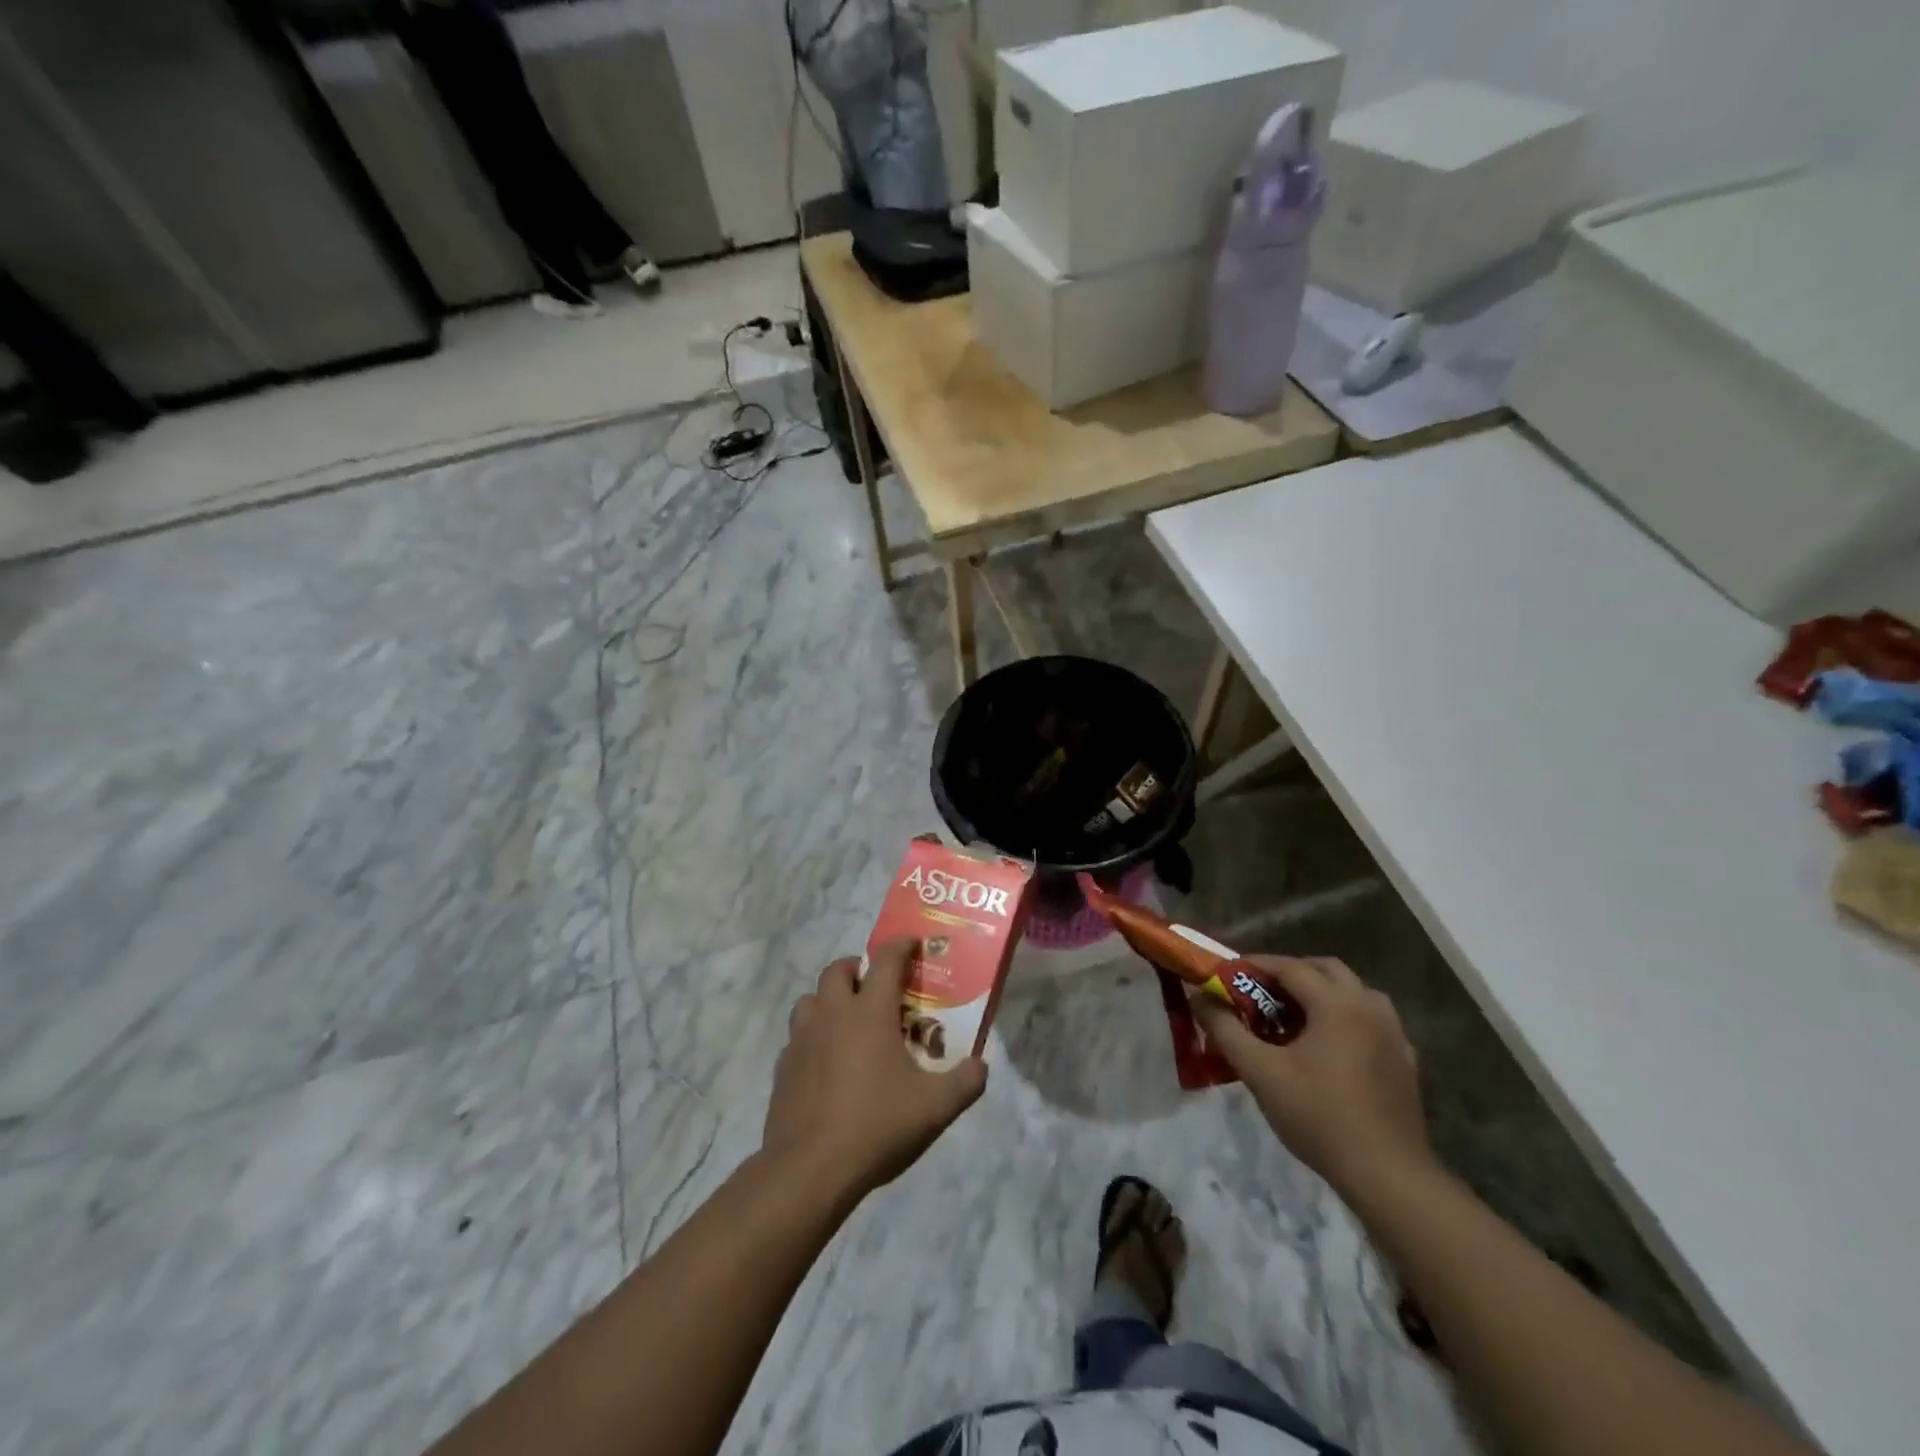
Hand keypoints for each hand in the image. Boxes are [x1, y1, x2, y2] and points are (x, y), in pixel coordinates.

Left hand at [762, 938, 987, 1202]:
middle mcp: (833, 1014)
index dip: (901, 945)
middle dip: (857, 967)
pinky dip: (812, 1037)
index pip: (886, 960)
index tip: (913, 943)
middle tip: (875, 985)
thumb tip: (981, 1065)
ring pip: (810, 999)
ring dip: (829, 999)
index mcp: (869, 1012)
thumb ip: (966, 1082)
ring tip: (848, 1021)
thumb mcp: (935, 1108)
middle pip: (837, 969)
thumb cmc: (876, 1126)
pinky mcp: (782, 1067)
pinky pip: (796, 1036)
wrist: (809, 1169)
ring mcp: (802, 1039)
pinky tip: (826, 1062)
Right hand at [1193, 956, 1431, 1196]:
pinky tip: (1328, 1048)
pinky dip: (1344, 1018)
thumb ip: (1225, 1029)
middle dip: (1290, 973)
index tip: (1227, 976)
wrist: (1388, 1176)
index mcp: (1337, 1003)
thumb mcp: (1260, 1072)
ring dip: (1321, 993)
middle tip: (1259, 993)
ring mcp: (1393, 1033)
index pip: (1289, 966)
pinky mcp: (1404, 1060)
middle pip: (1326, 969)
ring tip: (1293, 1018)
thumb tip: (1198, 997)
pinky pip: (1370, 1021)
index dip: (1254, 965)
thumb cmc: (1319, 1116)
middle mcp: (1369, 1007)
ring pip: (1353, 992)